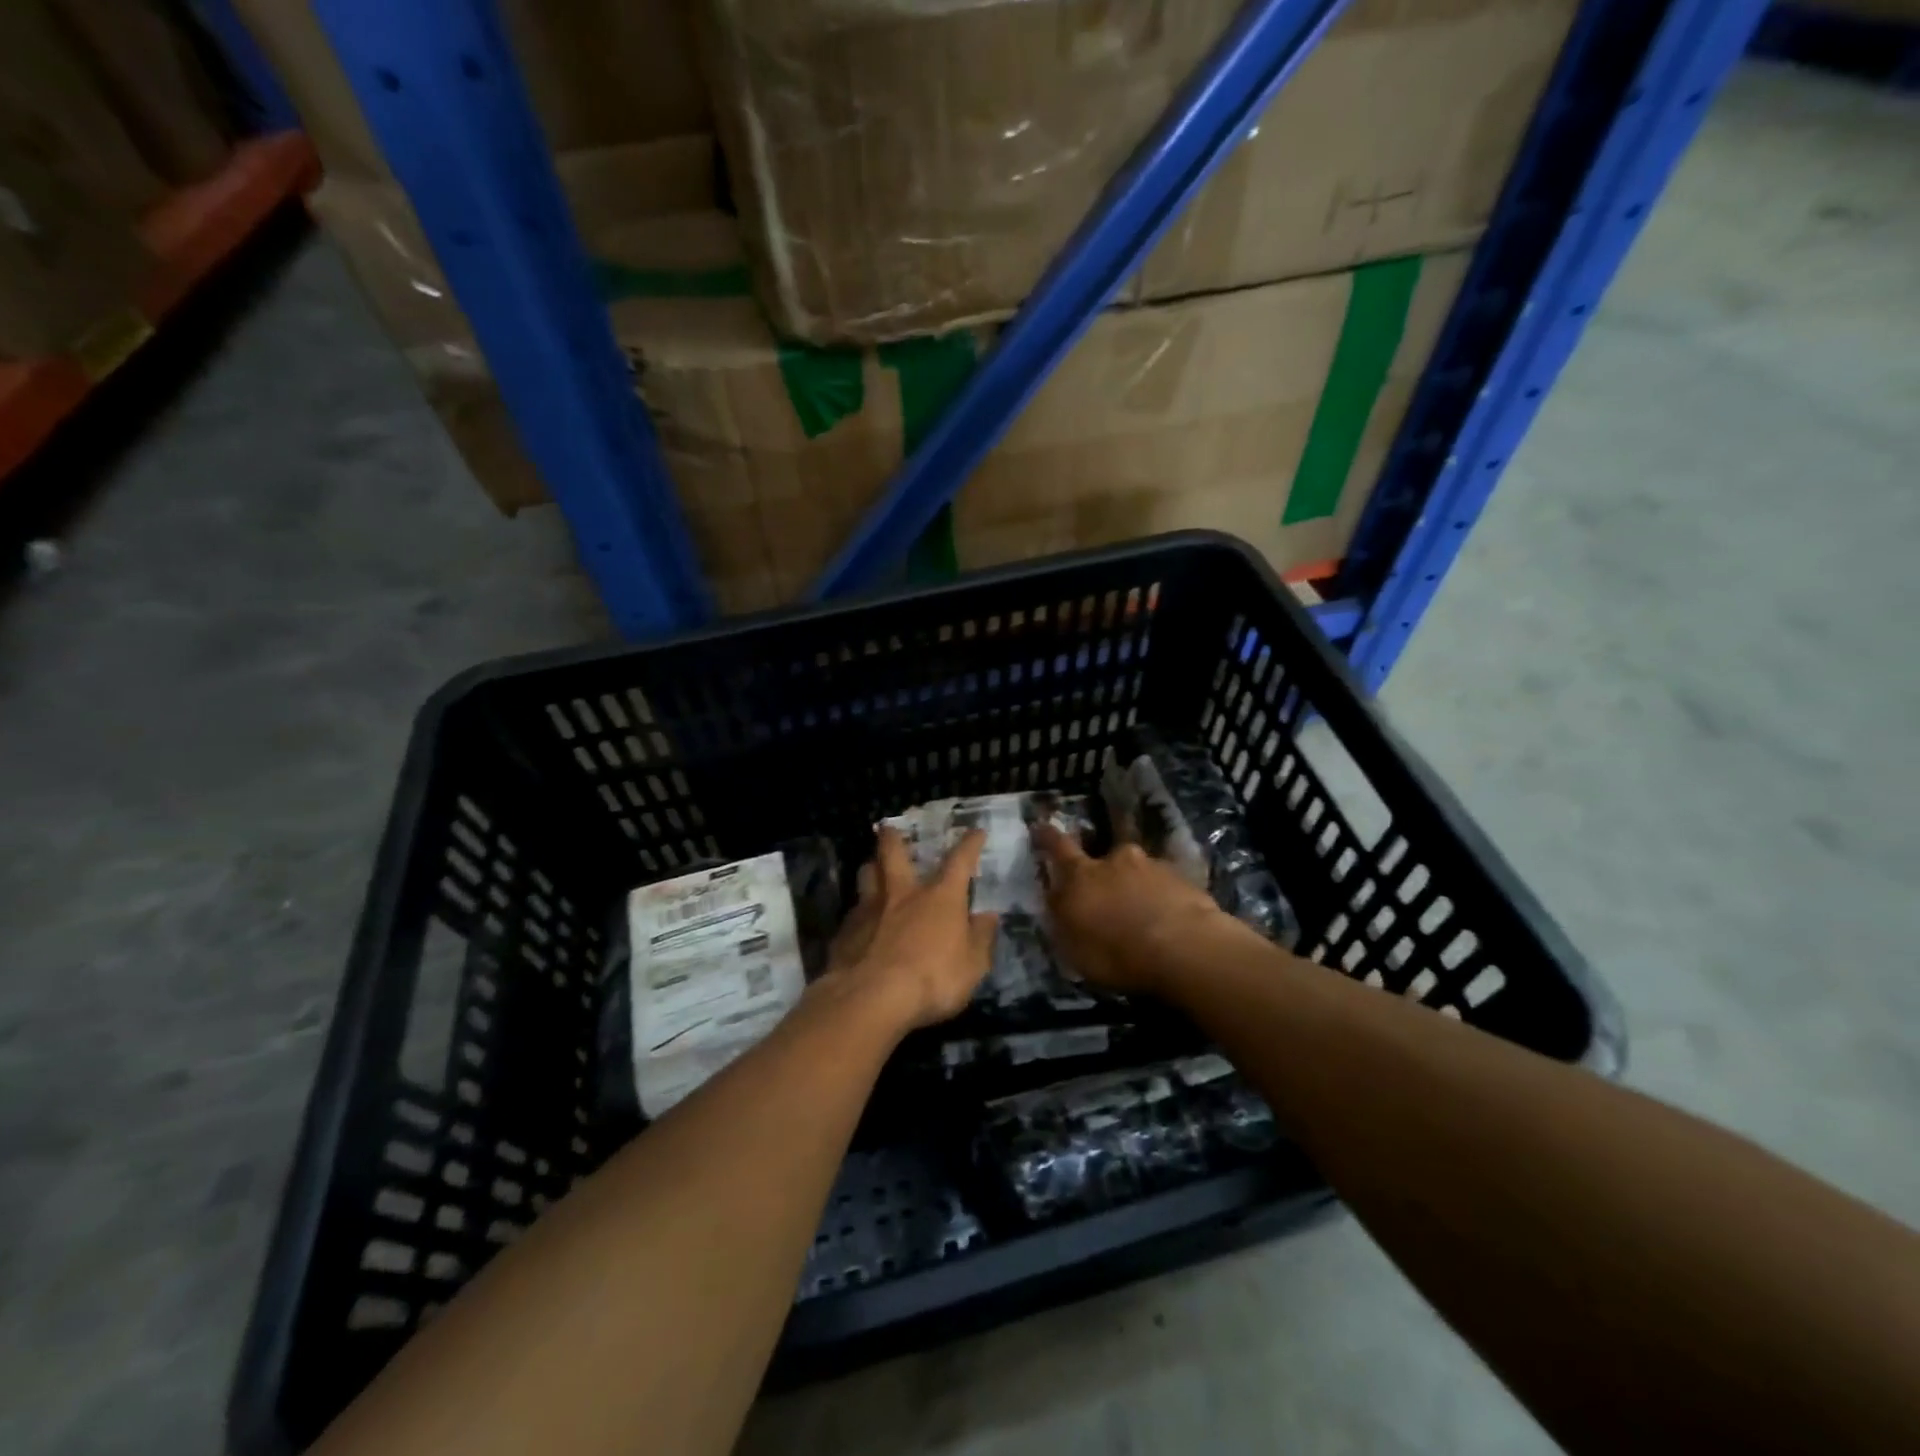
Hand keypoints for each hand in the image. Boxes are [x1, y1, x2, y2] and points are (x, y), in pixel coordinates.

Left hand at [823, 826, 997, 1032]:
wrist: (871, 997)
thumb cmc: (933, 979)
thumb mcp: (973, 965)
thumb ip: (981, 938)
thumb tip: (988, 916)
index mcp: (940, 897)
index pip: (959, 861)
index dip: (970, 844)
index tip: (975, 831)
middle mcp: (903, 893)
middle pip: (893, 853)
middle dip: (892, 837)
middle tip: (888, 826)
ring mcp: (869, 909)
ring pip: (866, 875)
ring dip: (871, 867)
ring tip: (871, 867)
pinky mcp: (845, 931)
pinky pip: (853, 911)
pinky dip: (859, 911)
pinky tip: (859, 921)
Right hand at [1033, 822, 1229, 995]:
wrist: (1185, 949)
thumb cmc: (1118, 953)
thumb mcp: (1073, 947)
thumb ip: (1062, 918)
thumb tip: (1055, 898)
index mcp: (1081, 876)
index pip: (1058, 847)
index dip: (1048, 836)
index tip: (1041, 826)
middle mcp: (1115, 860)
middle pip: (1103, 855)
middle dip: (1102, 866)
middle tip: (1107, 889)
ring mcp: (1152, 865)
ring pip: (1137, 870)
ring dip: (1136, 884)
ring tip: (1144, 910)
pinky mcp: (1184, 878)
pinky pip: (1165, 884)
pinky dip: (1163, 896)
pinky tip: (1168, 917)